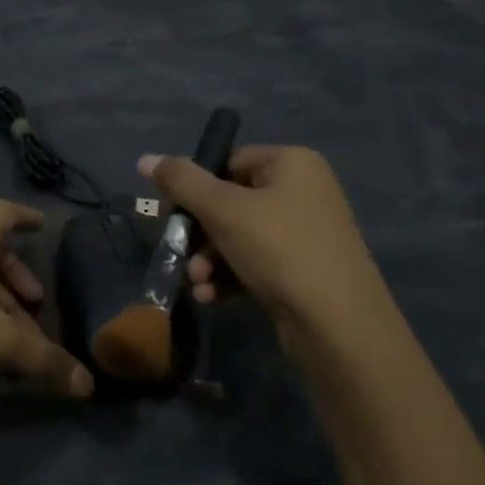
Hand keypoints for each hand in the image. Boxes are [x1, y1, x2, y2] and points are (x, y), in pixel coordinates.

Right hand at [138, 146, 397, 350]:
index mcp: (291, 163)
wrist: (339, 326)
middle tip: (182, 256)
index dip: (196, 188)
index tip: (175, 215)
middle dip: (200, 234)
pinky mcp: (304, 269)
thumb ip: (180, 181)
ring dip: (209, 260)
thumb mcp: (222, 210)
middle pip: (230, 201)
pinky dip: (229, 277)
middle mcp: (303, 191)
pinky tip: (211, 297)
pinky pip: (255, 262)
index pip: (228, 161)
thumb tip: (144, 159)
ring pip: (238, 236)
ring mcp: (306, 232)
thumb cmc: (279, 250)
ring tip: (197, 284)